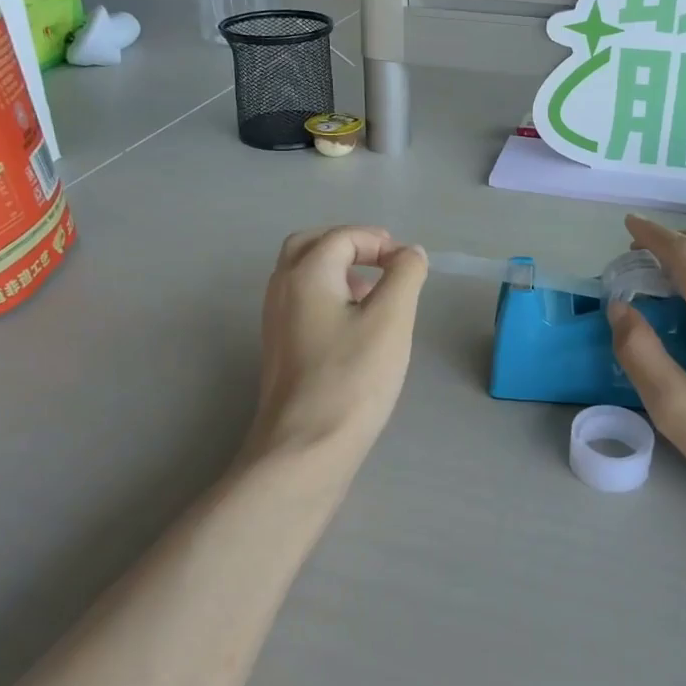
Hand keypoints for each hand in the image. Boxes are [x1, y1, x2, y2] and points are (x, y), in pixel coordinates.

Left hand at [243, 227, 428, 467]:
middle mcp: (282, 290)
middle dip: (349, 244)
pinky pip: (302, 302)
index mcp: (305, 275)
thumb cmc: (352, 379)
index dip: (379, 242)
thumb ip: (405, 275)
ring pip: (303, 275)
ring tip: (375, 292)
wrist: (305, 449)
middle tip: (383, 261)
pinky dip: (329, 295)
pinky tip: (356, 325)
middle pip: (310, 245)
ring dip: (338, 269)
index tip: (409, 266)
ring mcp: (276, 321)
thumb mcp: (391, 320)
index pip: (342, 237)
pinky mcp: (281, 348)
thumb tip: (409, 253)